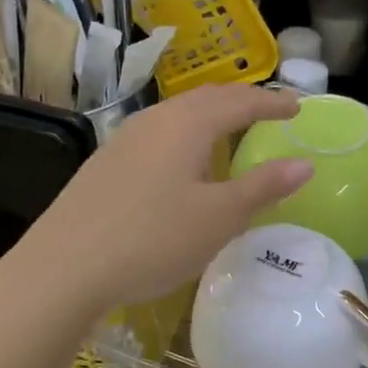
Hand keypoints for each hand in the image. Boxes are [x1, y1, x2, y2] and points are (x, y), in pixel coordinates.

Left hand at [0, 85, 309, 317]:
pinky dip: (187, 134)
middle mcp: (155, 120)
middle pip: (207, 98)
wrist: (62, 269)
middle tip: (269, 111)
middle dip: (242, 101)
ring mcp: (125, 139)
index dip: (273, 103)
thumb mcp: (219, 218)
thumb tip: (304, 164)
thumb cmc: (152, 239)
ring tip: (232, 131)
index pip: (241, 102)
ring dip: (212, 115)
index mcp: (187, 124)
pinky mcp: (106, 163)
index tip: (298, 107)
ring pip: (179, 114)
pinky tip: (184, 162)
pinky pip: (159, 133)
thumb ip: (263, 187)